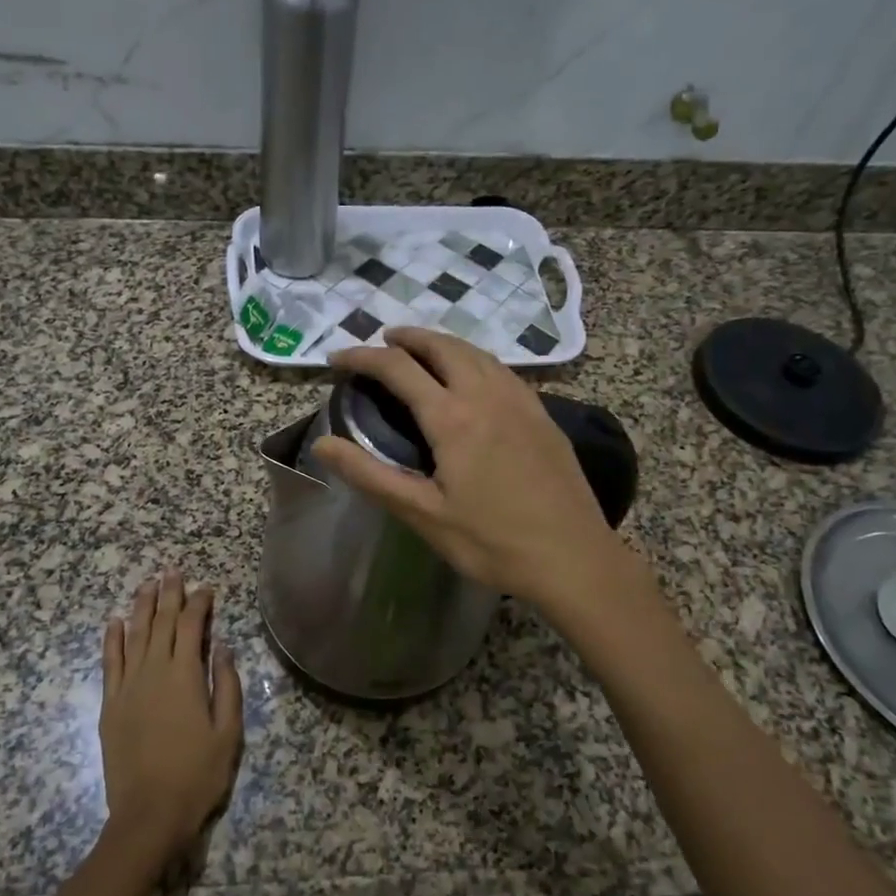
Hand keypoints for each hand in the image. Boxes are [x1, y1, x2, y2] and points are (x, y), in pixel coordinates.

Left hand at [98, 570, 242, 871]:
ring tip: (147, 584)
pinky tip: (114, 621)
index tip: (205, 587)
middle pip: (161, 623)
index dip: (199, 603)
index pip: (191, 627)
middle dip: (168, 594)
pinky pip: (110, 662)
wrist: (148, 815)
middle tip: (172, 570)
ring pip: (134, 635)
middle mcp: (154, 671)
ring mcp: (128, 686)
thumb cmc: (197, 775)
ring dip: (141, 607)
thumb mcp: (228, 733)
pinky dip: (112, 639)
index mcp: (185, 676)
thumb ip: (226, 685)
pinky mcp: (110, 704)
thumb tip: (222, 646)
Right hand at [310, 328, 638, 610]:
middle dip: (408, 337)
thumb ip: (370, 475)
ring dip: (442, 343)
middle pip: (442, 346)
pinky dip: (474, 359)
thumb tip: (321, 444)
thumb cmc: (491, 542)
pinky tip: (472, 377)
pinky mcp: (543, 415)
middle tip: (382, 341)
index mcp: (453, 418)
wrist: (574, 559)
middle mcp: (487, 396)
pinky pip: (502, 370)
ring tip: (421, 350)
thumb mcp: (422, 514)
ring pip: (477, 353)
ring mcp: (521, 402)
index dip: (363, 357)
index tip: (337, 358)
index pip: (398, 368)